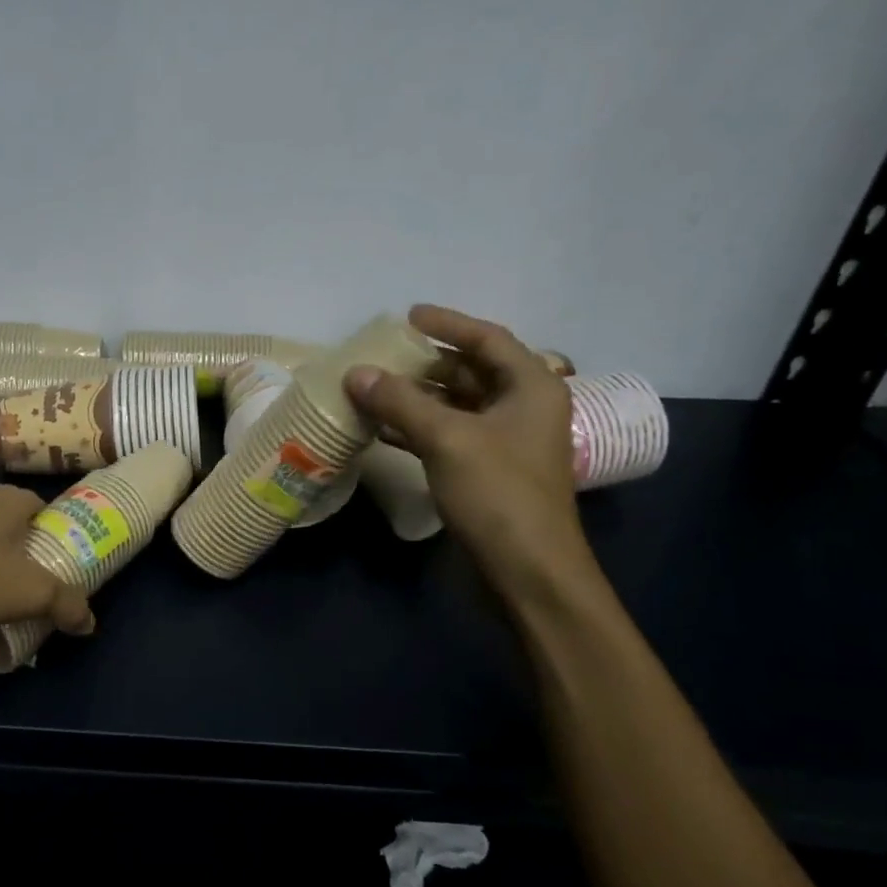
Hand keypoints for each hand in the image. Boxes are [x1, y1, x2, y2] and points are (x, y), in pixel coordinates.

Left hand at [0, 485, 95, 639]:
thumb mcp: (33, 593)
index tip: (65, 562)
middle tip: (39, 589)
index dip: (58, 533)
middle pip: (12, 529)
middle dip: (26, 556)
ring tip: (4, 606)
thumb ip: (68, 605)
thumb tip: (89, 623)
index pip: (43, 507)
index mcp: (6, 500)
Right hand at [346, 305, 591, 596]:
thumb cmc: (499, 494)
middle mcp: (521, 408)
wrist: (527, 571)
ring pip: (455, 406)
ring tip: (372, 390)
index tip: (408, 315)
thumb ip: (401, 402)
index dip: (448, 323)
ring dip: (416, 398)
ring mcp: (504, 442)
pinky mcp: (485, 471)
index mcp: (531, 388)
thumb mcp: (447, 439)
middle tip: (383, 357)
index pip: (488, 339)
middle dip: (426, 363)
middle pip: (470, 372)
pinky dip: (416, 428)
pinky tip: (381, 429)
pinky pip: (447, 435)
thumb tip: (355, 373)